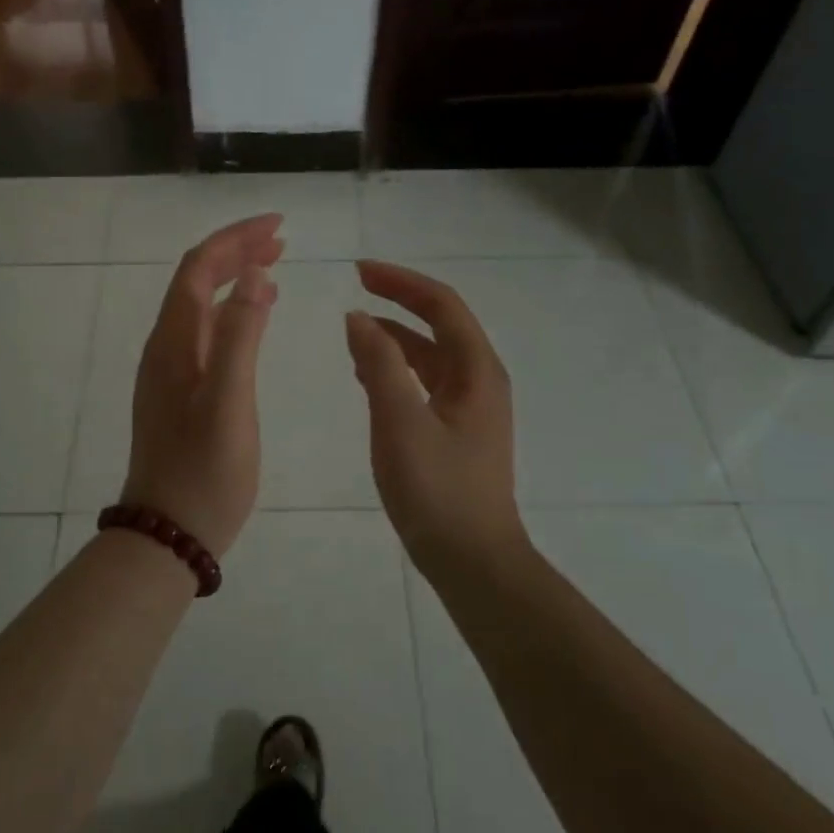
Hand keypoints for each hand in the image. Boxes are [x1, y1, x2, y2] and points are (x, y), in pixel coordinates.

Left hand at [120, 214, 282, 556]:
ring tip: (273, 265)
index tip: (278, 225)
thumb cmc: (204, 472)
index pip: (199, 268)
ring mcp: (170, 370)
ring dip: (234, 277)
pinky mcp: (180, 391)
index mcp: (174, 342)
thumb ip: (240, 336)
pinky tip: (254, 318)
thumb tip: (256, 274)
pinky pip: (205, 332)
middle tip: (281, 240)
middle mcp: (166, 347)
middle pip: (196, 280)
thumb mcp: (228, 403)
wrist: (168, 533)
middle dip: (236, 251)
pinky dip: (232, 310)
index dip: (235, 239)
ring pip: (201, 305)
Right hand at [345, 261, 528, 572]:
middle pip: (440, 324)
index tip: (359, 270)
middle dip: (399, 301)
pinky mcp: (457, 431)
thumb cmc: (439, 490)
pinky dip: (397, 368)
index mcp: (477, 370)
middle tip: (356, 287)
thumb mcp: (400, 422)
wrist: (473, 561)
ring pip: (431, 355)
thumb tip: (357, 317)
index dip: (401, 281)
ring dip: (395, 336)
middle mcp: (480, 380)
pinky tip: (369, 376)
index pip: (442, 305)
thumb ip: (378, 365)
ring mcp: (471, 408)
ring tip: (353, 330)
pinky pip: (425, 383)